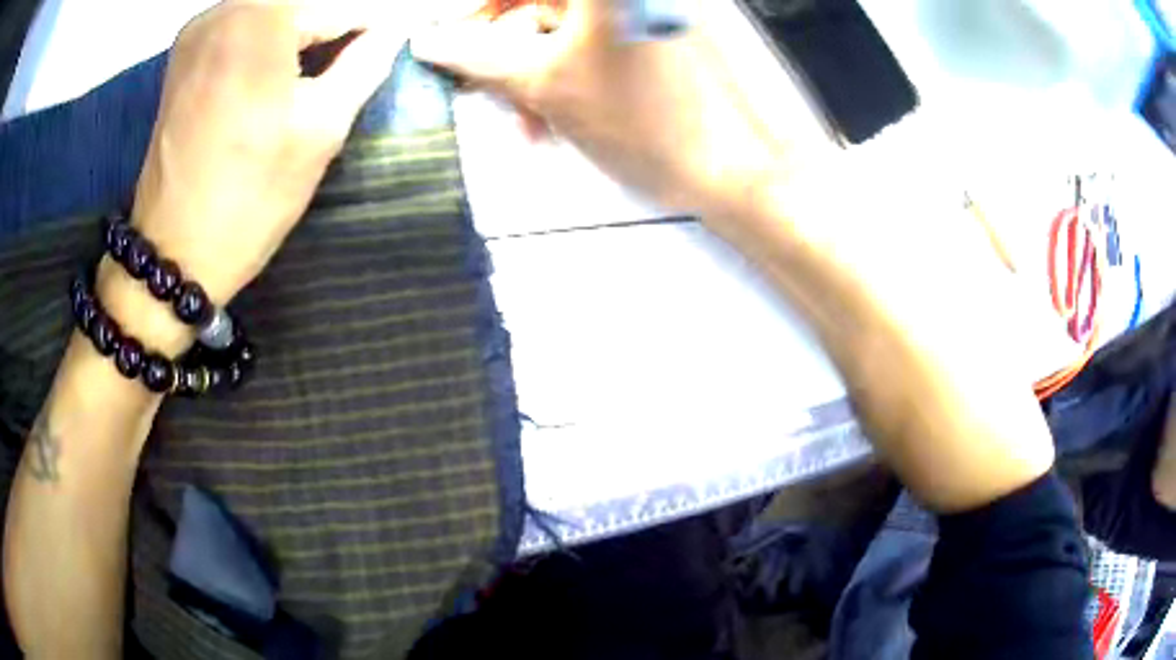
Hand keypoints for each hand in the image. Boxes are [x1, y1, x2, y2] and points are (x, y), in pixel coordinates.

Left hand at [132, 0, 474, 305]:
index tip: (398, 36)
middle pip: (301, 3)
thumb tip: (393, 31)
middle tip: (363, 49)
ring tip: (327, 60)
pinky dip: (272, 35)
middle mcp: (223, 10)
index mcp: (259, 21)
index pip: (338, 5)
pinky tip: (285, 64)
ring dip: (305, 28)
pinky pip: (244, 24)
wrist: (173, 253)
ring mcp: (198, 31)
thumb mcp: (321, 130)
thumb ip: (366, 63)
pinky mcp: (185, 54)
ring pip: (273, 9)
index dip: (374, 22)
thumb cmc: (248, 198)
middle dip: (336, 23)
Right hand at [411, 0, 790, 216]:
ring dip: (536, 71)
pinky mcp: (657, 30)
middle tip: (487, 91)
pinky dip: (569, 70)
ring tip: (532, 121)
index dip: (480, 13)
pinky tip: (561, 111)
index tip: (454, 42)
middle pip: (540, 4)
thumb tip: (427, 40)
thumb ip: (477, 56)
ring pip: (563, 26)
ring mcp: (645, 8)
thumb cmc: (642, 121)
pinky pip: (594, 40)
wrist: (730, 168)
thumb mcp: (545, 83)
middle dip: (506, 48)